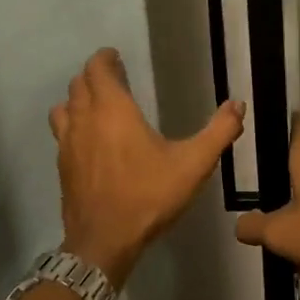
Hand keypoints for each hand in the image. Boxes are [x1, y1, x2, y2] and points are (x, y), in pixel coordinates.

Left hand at [50, 48, 244, 288]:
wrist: (104, 242)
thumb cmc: (149, 196)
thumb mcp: (194, 164)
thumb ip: (219, 132)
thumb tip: (237, 104)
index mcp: (112, 110)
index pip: (97, 69)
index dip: (105, 59)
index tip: (115, 57)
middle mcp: (84, 120)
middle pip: (78, 84)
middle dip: (94, 76)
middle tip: (114, 78)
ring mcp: (68, 144)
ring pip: (64, 107)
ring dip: (78, 99)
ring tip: (97, 105)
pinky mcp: (62, 166)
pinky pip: (62, 132)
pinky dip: (72, 124)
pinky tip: (89, 140)